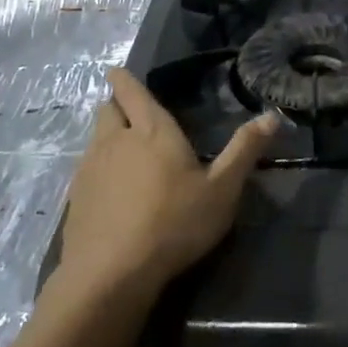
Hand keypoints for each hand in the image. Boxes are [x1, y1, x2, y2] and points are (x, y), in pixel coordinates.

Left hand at [57, 67, 274, 297]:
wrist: (110, 275)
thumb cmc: (174, 223)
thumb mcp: (222, 190)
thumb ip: (245, 150)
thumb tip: (273, 115)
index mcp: (152, 130)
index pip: (132, 92)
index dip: (123, 79)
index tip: (116, 71)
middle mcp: (116, 141)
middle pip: (107, 111)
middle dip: (116, 105)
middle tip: (128, 111)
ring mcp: (90, 170)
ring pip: (95, 140)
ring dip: (107, 137)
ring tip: (123, 151)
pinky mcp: (74, 200)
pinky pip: (86, 170)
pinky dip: (97, 170)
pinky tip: (110, 191)